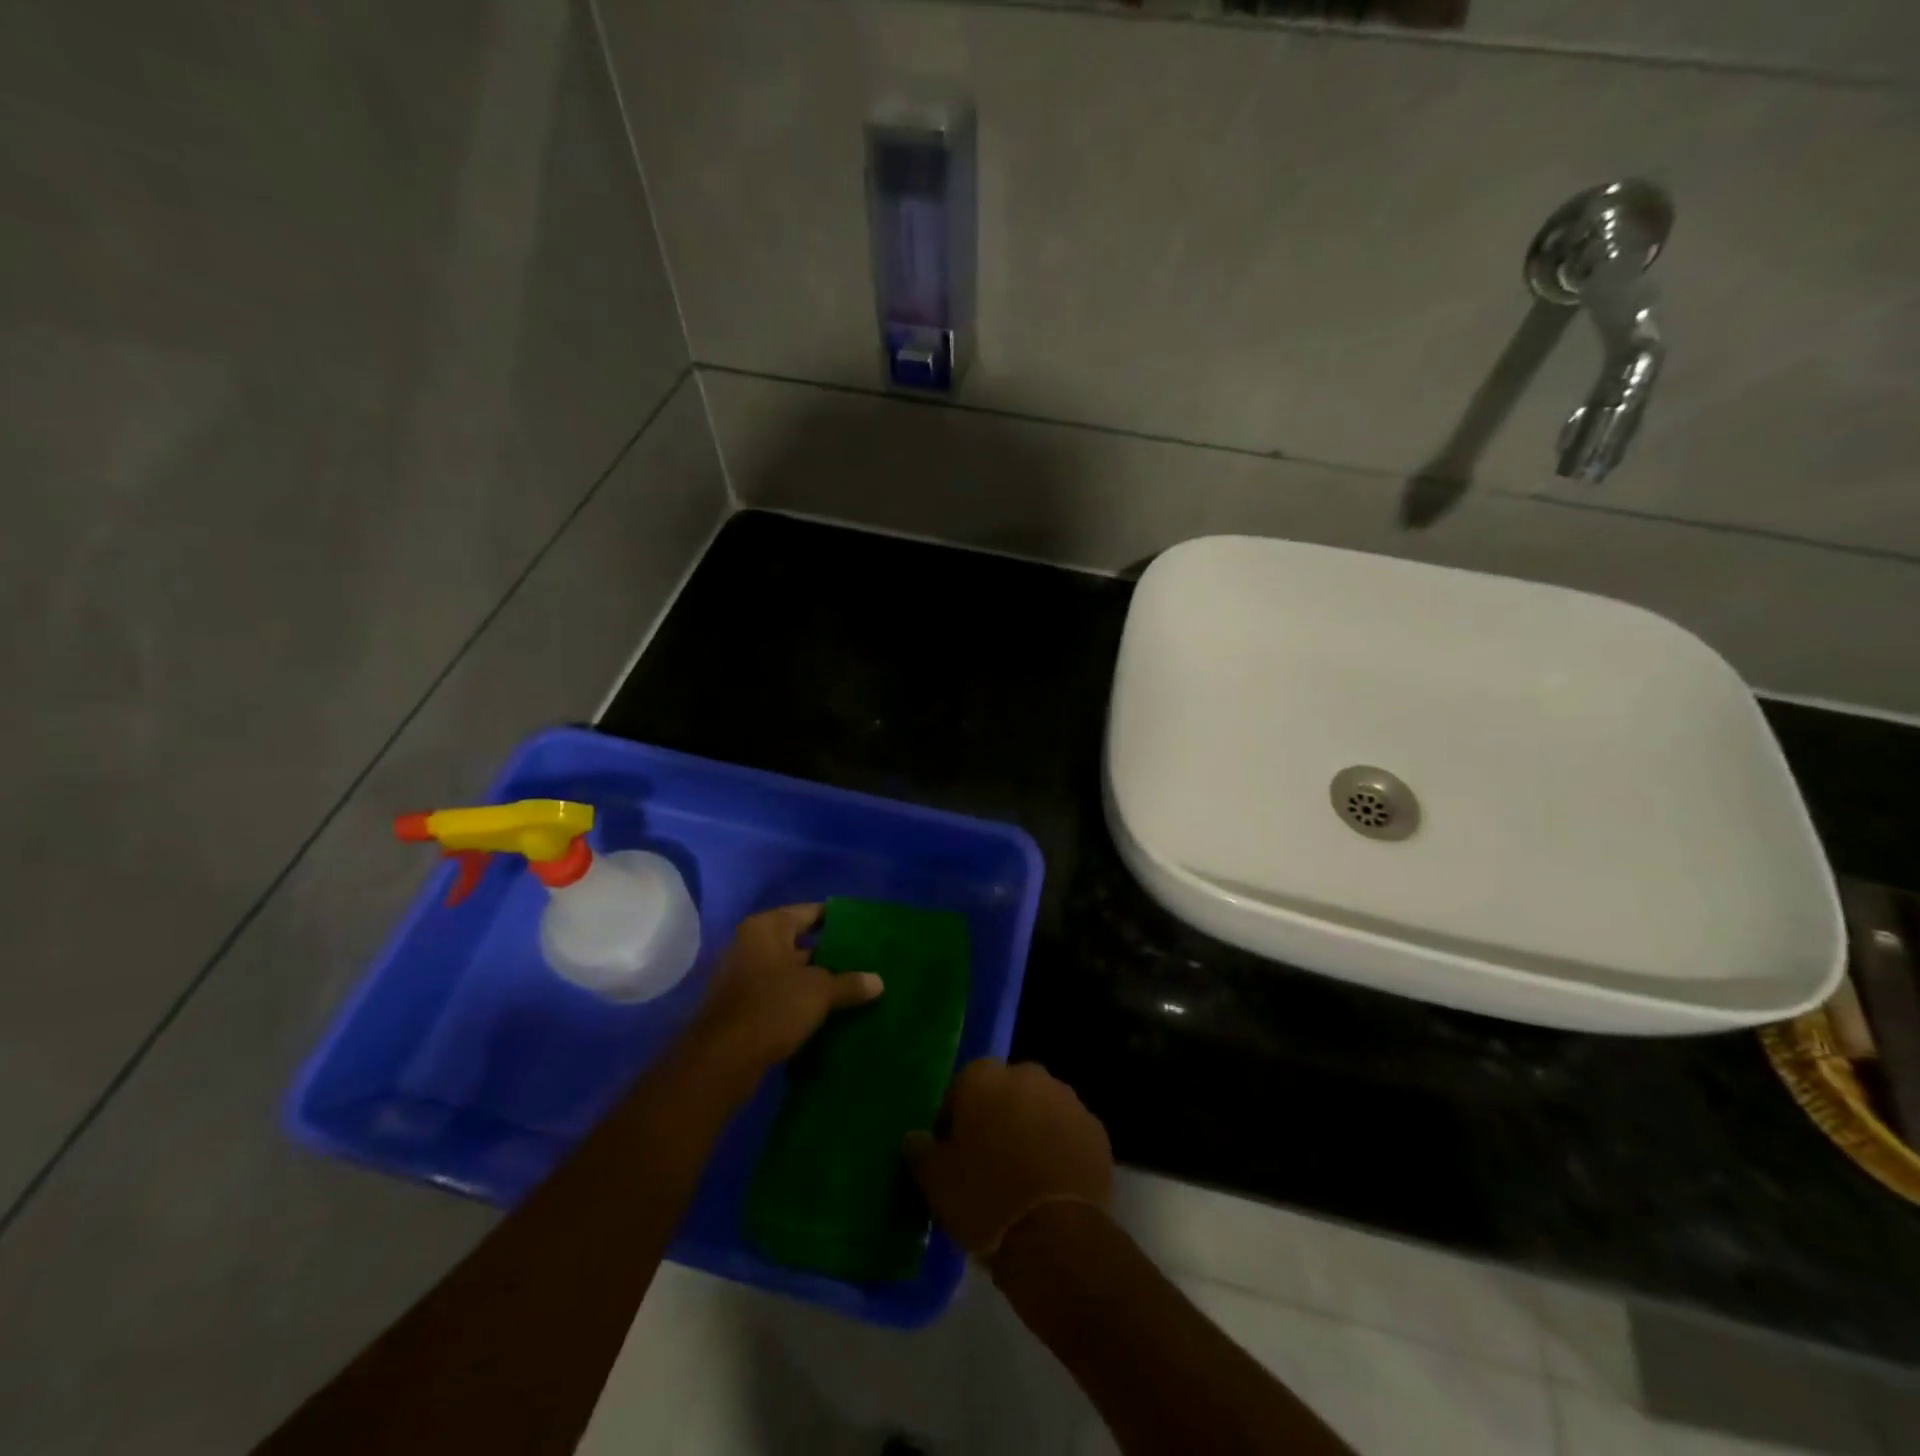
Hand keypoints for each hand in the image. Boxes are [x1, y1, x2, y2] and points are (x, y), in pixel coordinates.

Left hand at [692, 904, 882, 1075]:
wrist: (721, 1061)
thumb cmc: (772, 1007)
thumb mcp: (819, 991)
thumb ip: (850, 983)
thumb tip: (878, 981)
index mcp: (767, 927)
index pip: (811, 912)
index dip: (839, 920)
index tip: (866, 928)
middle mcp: (751, 944)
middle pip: (800, 941)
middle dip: (831, 952)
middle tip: (866, 960)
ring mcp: (743, 975)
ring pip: (790, 970)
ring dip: (817, 979)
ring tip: (854, 986)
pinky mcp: (742, 1005)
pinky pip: (780, 993)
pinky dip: (801, 998)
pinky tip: (828, 1010)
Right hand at [904, 1059, 1113, 1260]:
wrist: (1055, 1238)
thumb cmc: (984, 1200)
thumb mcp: (935, 1181)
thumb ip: (921, 1150)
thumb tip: (916, 1138)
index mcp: (984, 1077)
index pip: (962, 1086)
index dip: (956, 1119)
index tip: (954, 1153)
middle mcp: (1028, 1075)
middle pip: (1005, 1092)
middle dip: (998, 1118)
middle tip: (989, 1163)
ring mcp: (1067, 1099)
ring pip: (1040, 1109)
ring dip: (1031, 1130)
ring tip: (1023, 1177)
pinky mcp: (1096, 1129)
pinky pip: (1068, 1133)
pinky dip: (1060, 1149)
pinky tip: (1052, 1185)